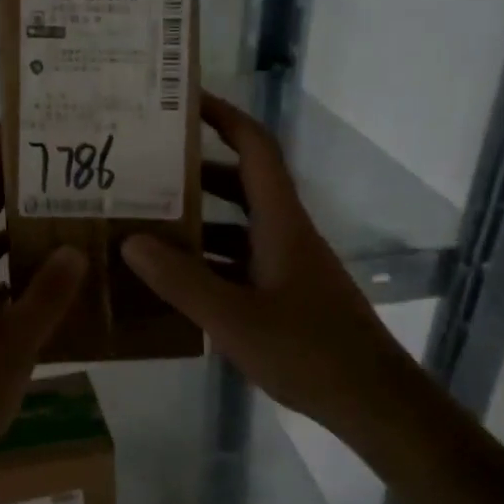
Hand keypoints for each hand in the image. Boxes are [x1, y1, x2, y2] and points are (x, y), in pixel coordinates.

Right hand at [121, 93, 415, 431]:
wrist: (371, 401)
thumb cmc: (308, 351)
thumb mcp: (234, 318)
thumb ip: (181, 280)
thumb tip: (132, 241)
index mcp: (280, 222)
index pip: (255, 149)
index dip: (224, 117)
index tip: (184, 102)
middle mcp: (284, 233)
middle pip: (240, 184)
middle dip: (195, 171)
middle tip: (145, 169)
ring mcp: (286, 265)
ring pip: (237, 227)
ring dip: (197, 221)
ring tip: (144, 223)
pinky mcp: (285, 294)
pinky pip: (238, 263)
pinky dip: (207, 262)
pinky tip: (172, 281)